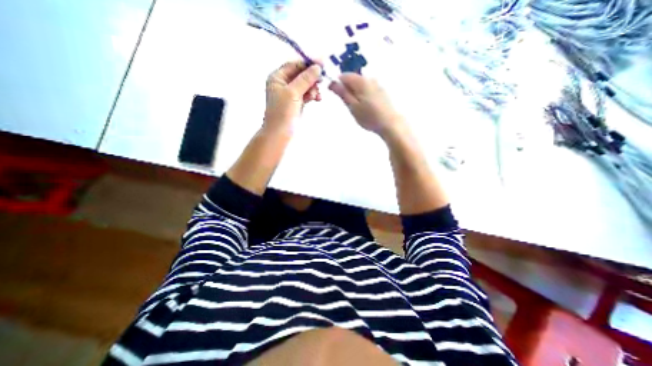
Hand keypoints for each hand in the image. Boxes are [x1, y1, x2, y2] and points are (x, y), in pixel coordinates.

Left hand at [265, 60, 322, 134]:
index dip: (308, 63)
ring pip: (305, 85)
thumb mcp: (293, 93)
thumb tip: (317, 67)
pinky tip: (317, 99)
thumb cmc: (283, 112)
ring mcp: (290, 94)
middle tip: (322, 81)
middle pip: (301, 74)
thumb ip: (305, 79)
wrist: (280, 134)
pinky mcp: (297, 103)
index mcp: (278, 77)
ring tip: (317, 96)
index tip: (322, 64)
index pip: (294, 65)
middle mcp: (283, 83)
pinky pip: (307, 94)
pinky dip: (312, 95)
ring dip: (313, 88)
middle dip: (312, 78)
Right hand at [329, 73, 405, 139]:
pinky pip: (368, 90)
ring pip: (360, 86)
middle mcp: (370, 79)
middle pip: (353, 80)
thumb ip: (342, 93)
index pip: (344, 76)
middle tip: (349, 106)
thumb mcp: (352, 106)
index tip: (337, 96)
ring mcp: (377, 85)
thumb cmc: (369, 117)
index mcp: (361, 81)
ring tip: (358, 109)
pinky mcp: (381, 92)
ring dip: (355, 94)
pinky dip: (363, 96)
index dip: (338, 84)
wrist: (389, 124)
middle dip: (348, 90)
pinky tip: (366, 108)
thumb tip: (332, 82)